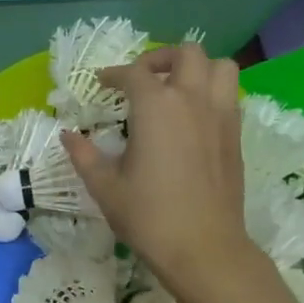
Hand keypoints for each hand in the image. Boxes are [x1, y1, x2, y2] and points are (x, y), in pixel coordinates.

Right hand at [62, 42, 262, 302]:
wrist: (202, 247)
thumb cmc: (147, 215)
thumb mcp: (104, 186)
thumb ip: (84, 155)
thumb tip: (68, 135)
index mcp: (156, 108)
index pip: (135, 74)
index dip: (114, 74)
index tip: (102, 84)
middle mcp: (193, 101)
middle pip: (186, 55)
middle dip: (161, 58)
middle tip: (142, 78)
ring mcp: (221, 116)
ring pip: (220, 68)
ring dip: (196, 69)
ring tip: (175, 89)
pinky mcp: (236, 136)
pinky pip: (229, 96)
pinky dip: (211, 93)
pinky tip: (192, 118)